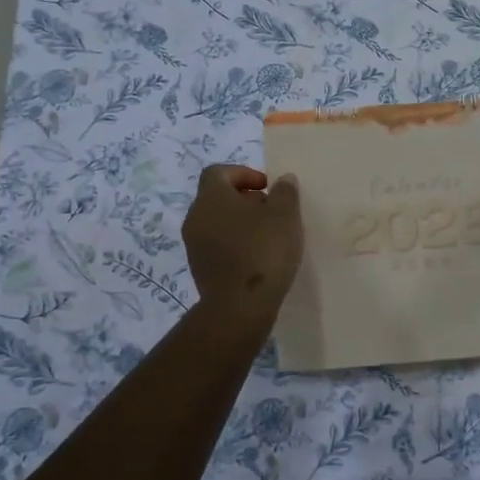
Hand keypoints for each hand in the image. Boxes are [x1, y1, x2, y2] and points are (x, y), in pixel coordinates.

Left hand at [183, 165, 302, 325]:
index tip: (267, 187)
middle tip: (272, 211)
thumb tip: (283, 180)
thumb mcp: (285, 215)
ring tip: (269, 237)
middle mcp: (196, 217)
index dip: (243, 174)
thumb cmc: (263, 251)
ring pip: (217, 223)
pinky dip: (235, 245)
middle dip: (245, 200)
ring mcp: (194, 245)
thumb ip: (285, 192)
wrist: (240, 307)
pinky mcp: (199, 269)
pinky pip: (217, 246)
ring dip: (241, 224)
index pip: (219, 172)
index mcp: (211, 197)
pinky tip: (258, 258)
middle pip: (218, 197)